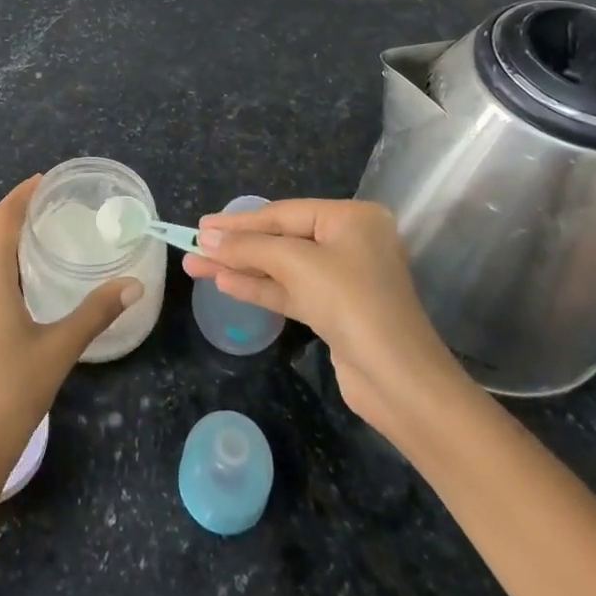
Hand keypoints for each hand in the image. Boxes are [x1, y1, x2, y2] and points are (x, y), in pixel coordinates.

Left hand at [0, 175, 141, 497]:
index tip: (44, 180)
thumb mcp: (60, 348)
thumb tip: (134, 284)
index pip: (2, 217)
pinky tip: (5, 289)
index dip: (22, 194)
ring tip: (27, 249)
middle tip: (47, 217)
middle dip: (13, 219)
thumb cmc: (12, 391)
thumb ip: (97, 311)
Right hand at [182, 199, 470, 437]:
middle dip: (237, 246)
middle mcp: (349, 242)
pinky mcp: (335, 311)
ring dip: (241, 268)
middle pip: (281, 239)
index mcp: (351, 219)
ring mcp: (343, 278)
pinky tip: (225, 284)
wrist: (400, 382)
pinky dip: (259, 288)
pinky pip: (290, 291)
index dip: (239, 221)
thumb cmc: (352, 304)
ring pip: (281, 267)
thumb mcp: (297, 265)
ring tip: (196, 266)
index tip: (202, 224)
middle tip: (194, 244)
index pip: (283, 213)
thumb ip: (249, 248)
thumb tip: (207, 238)